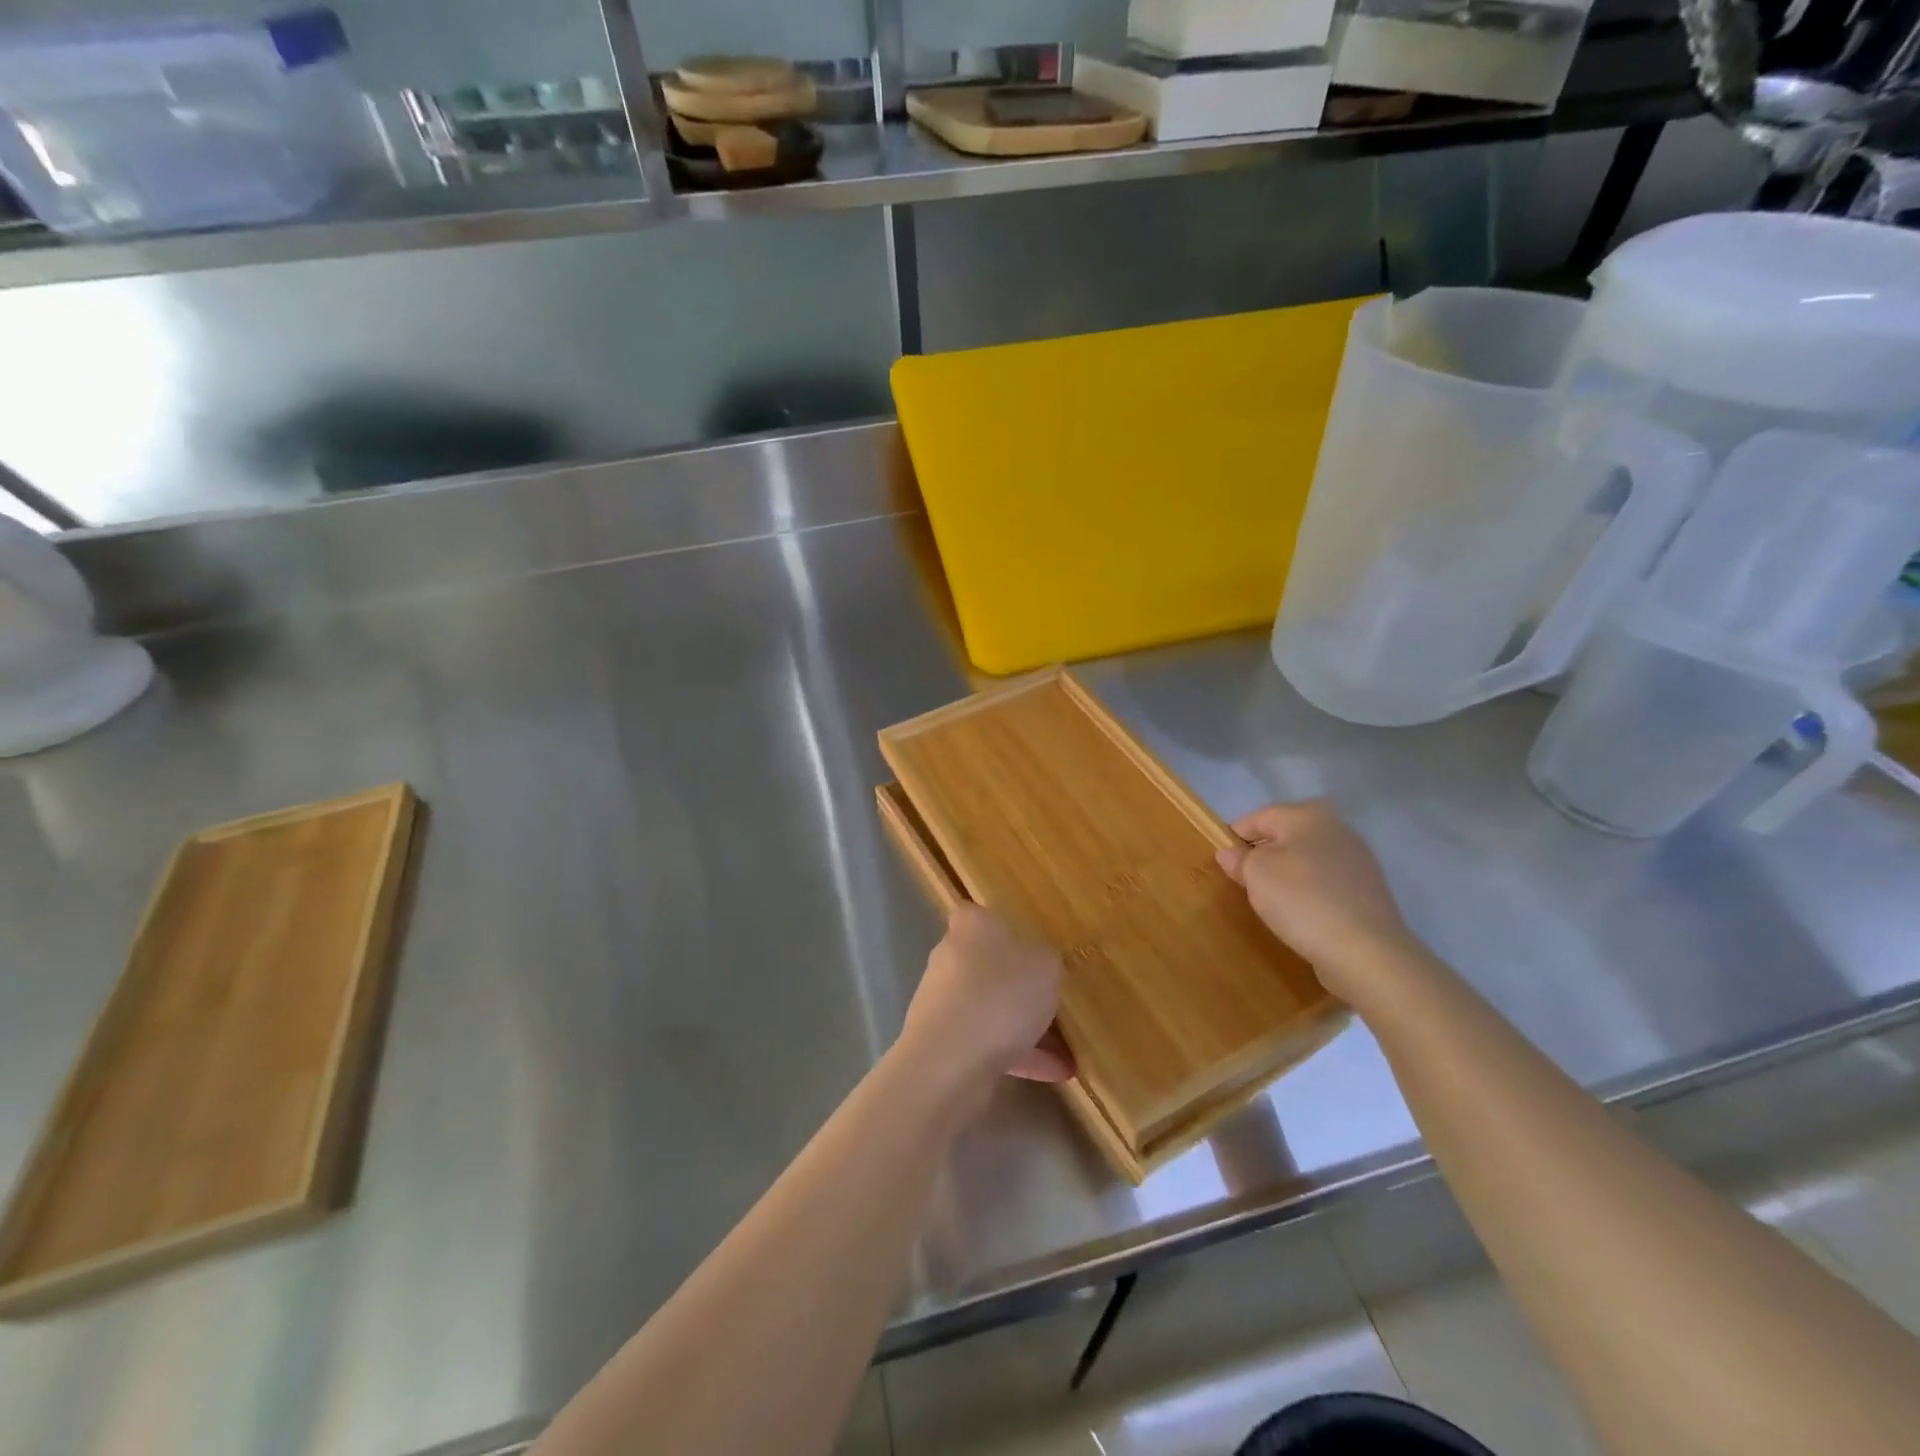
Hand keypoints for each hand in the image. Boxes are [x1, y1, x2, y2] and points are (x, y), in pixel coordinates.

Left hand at [899, 905, 1073, 1097]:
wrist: (950, 1062)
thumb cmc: (1001, 995)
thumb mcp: (1045, 967)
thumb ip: (1046, 961)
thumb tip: (1040, 965)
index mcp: (971, 928)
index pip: (982, 916)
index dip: (1005, 928)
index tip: (1033, 947)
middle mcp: (951, 959)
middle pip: (990, 966)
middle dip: (1023, 987)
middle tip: (1058, 1003)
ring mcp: (944, 1003)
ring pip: (993, 1009)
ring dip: (1028, 1029)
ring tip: (1069, 1053)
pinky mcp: (944, 1043)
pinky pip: (989, 1044)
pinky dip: (1020, 1057)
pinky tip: (1056, 1075)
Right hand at [1215, 800, 1421, 1002]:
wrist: (1364, 950)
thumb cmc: (1301, 898)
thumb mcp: (1256, 873)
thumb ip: (1240, 859)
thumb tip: (1230, 853)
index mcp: (1308, 815)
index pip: (1260, 817)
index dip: (1236, 836)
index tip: (1223, 861)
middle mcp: (1338, 829)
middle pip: (1287, 836)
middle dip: (1264, 855)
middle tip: (1245, 881)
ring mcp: (1358, 861)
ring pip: (1308, 861)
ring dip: (1287, 875)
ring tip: (1271, 901)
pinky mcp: (1368, 892)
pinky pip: (1326, 884)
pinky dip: (1310, 893)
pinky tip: (1301, 914)